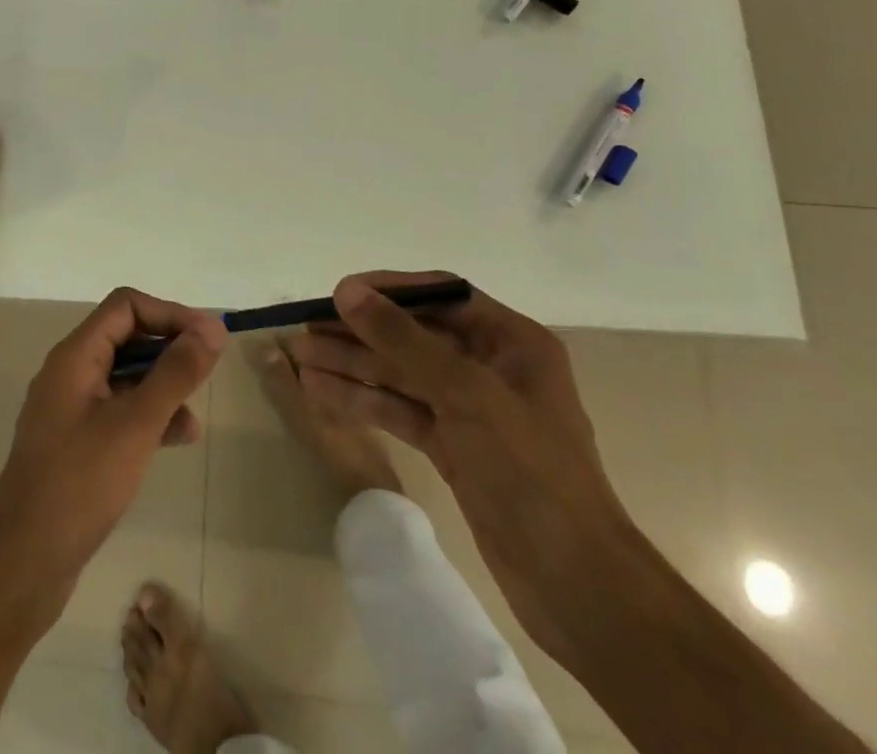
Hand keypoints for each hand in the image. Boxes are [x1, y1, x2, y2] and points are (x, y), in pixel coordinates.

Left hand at [0, 288, 225, 642]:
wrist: (21, 565)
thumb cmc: (79, 484)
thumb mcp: (135, 425)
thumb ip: (175, 374)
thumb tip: (212, 329)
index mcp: (75, 356)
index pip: (126, 306)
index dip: (169, 313)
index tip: (209, 338)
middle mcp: (70, 373)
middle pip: (126, 337)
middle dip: (169, 349)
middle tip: (209, 369)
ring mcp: (70, 409)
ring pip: (125, 377)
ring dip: (162, 386)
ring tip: (195, 417)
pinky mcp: (76, 443)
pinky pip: (118, 411)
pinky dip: (148, 416)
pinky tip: (176, 439)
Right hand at [288, 271, 630, 653]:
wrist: (575, 587)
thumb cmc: (531, 472)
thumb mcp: (466, 393)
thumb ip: (403, 339)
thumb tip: (347, 291)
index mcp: (511, 341)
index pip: (441, 295)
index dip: (388, 289)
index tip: (339, 293)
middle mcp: (490, 366)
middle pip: (414, 336)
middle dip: (360, 333)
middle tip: (306, 331)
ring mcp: (470, 409)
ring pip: (401, 374)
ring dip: (352, 366)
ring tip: (300, 359)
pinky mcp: (454, 447)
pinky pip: (401, 410)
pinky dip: (364, 401)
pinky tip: (322, 393)